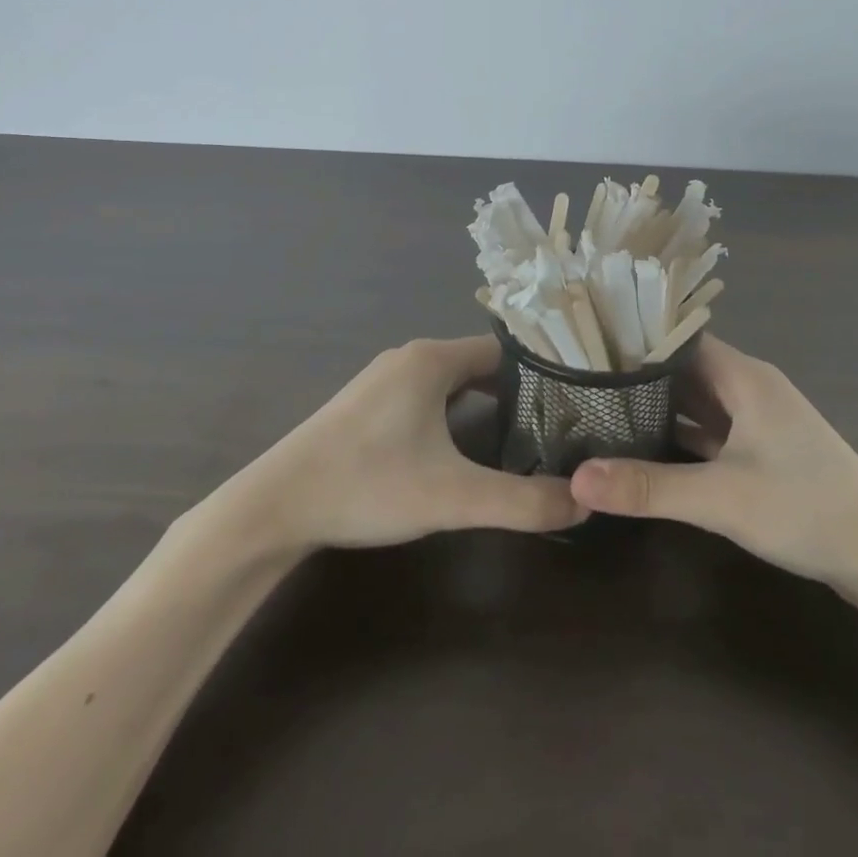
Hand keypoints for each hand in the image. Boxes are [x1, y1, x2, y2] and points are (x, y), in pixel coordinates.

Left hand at [180, 337, 582, 564]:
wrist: (274, 507)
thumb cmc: (367, 485)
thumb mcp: (452, 497)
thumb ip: (521, 502)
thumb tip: (583, 505)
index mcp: (432, 359)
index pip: (504, 351)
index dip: (541, 373)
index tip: (573, 400)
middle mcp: (409, 357)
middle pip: (479, 363)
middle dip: (516, 390)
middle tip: (556, 423)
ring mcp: (384, 379)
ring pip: (451, 379)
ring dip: (484, 400)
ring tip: (521, 435)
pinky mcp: (367, 404)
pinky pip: (426, 393)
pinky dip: (454, 409)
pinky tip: (463, 445)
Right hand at [569, 335, 857, 582]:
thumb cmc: (806, 507)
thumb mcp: (721, 498)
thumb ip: (648, 487)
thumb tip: (576, 479)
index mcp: (744, 376)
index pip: (679, 339)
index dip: (636, 341)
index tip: (586, 348)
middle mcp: (750, 388)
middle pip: (685, 370)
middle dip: (639, 377)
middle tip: (581, 382)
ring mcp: (759, 422)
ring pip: (698, 403)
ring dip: (659, 409)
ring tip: (601, 411)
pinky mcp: (764, 453)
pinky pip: (712, 433)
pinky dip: (681, 437)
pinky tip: (645, 449)